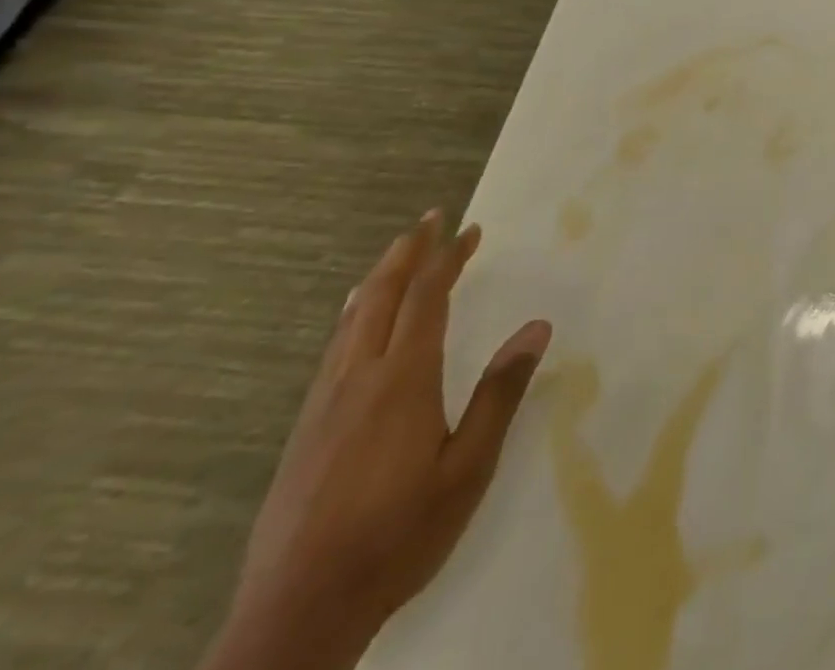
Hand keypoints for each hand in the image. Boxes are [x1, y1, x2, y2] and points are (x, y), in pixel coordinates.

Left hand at [207, 212, 551, 669]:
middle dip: (408, 252)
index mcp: (402, 380)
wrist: (297, 615)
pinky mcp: (304, 429)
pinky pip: (333, 347)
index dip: (449, 258)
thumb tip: (537, 327)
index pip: (427, 298)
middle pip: (379, 295)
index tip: (471, 229)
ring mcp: (324, 403)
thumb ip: (500, 394)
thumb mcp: (468, 469)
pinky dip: (353, 313)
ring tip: (399, 254)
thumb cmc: (398, 536)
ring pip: (350, 319)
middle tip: (431, 219)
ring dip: (379, 278)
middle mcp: (358, 378)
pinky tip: (354, 322)